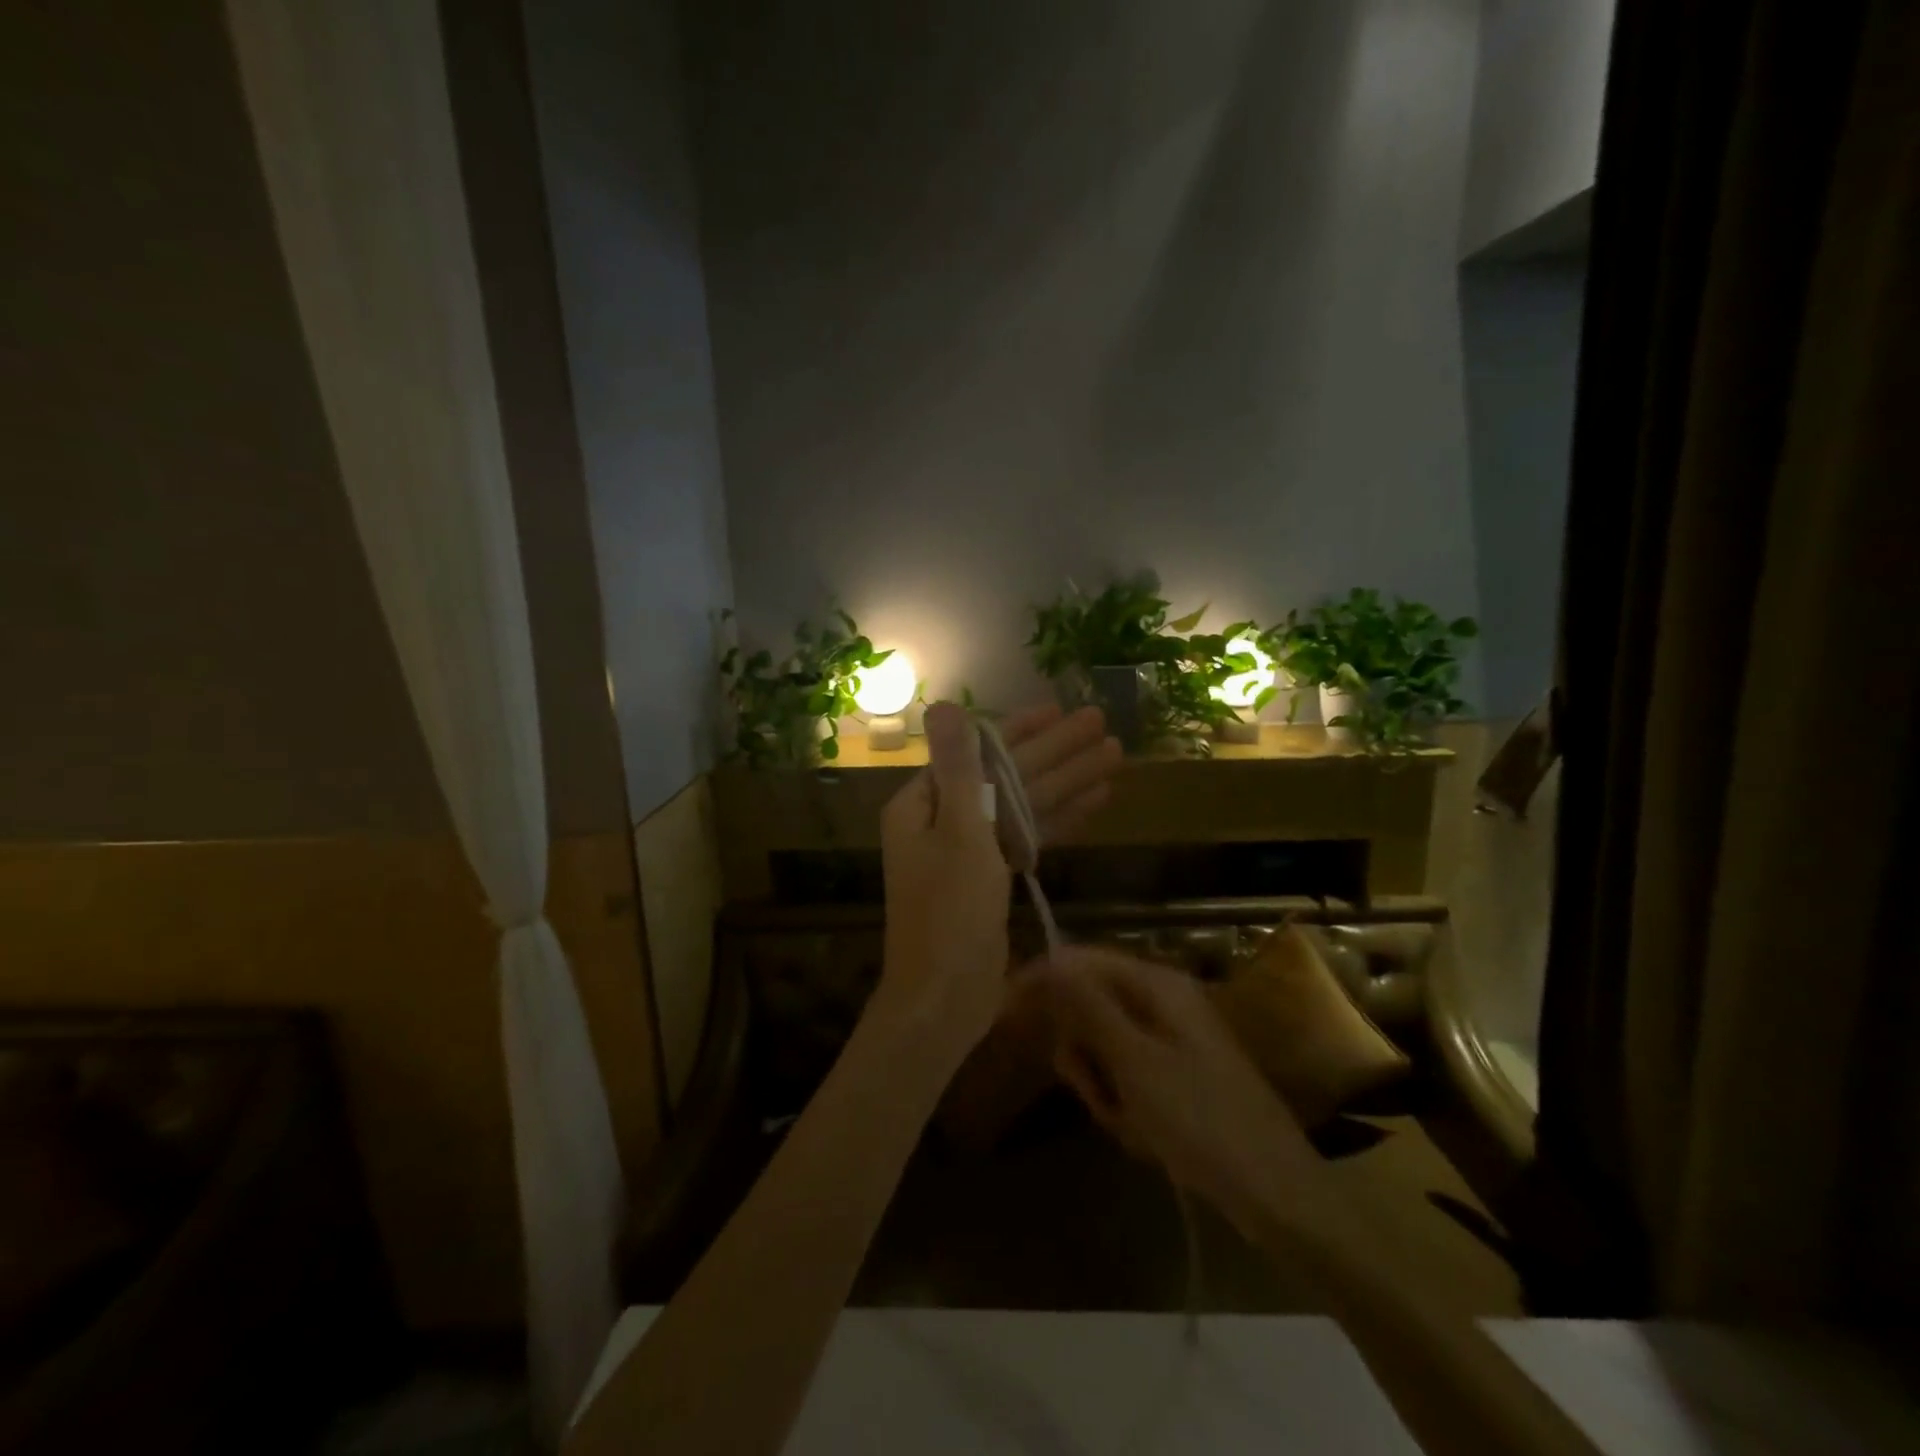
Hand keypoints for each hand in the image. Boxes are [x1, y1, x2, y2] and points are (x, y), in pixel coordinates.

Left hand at [875, 702, 1122, 1062]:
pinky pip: (1029, 836)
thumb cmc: (949, 911)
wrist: (945, 998)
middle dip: (1056, 751)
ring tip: (1114, 756)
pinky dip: (1060, 819)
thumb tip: (942, 705)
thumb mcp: (958, 832)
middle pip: (1009, 775)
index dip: (1022, 730)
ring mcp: (971, 849)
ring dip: (1067, 781)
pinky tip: (1098, 800)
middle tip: (1101, 723)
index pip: (979, 753)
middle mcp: (945, 819)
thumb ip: (958, 767)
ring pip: (1025, 805)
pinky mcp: (993, 877)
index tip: (1060, 710)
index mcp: (924, 803)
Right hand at [1040, 949, 1324, 1240]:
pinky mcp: (1178, 1073)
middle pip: (1090, 1008)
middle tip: (1097, 1094)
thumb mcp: (1134, 1062)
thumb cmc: (1200, 1121)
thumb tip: (1049, 960)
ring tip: (1128, 1123)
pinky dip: (1125, 1106)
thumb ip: (1088, 1006)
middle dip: (1083, 1055)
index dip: (1042, 983)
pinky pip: (1128, 1077)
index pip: (1080, 962)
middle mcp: (1163, 1000)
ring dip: (1104, 1087)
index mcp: (1156, 985)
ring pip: (1104, 1049)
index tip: (1004, 1013)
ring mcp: (1172, 1038)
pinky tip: (1145, 1137)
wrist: (1276, 1194)